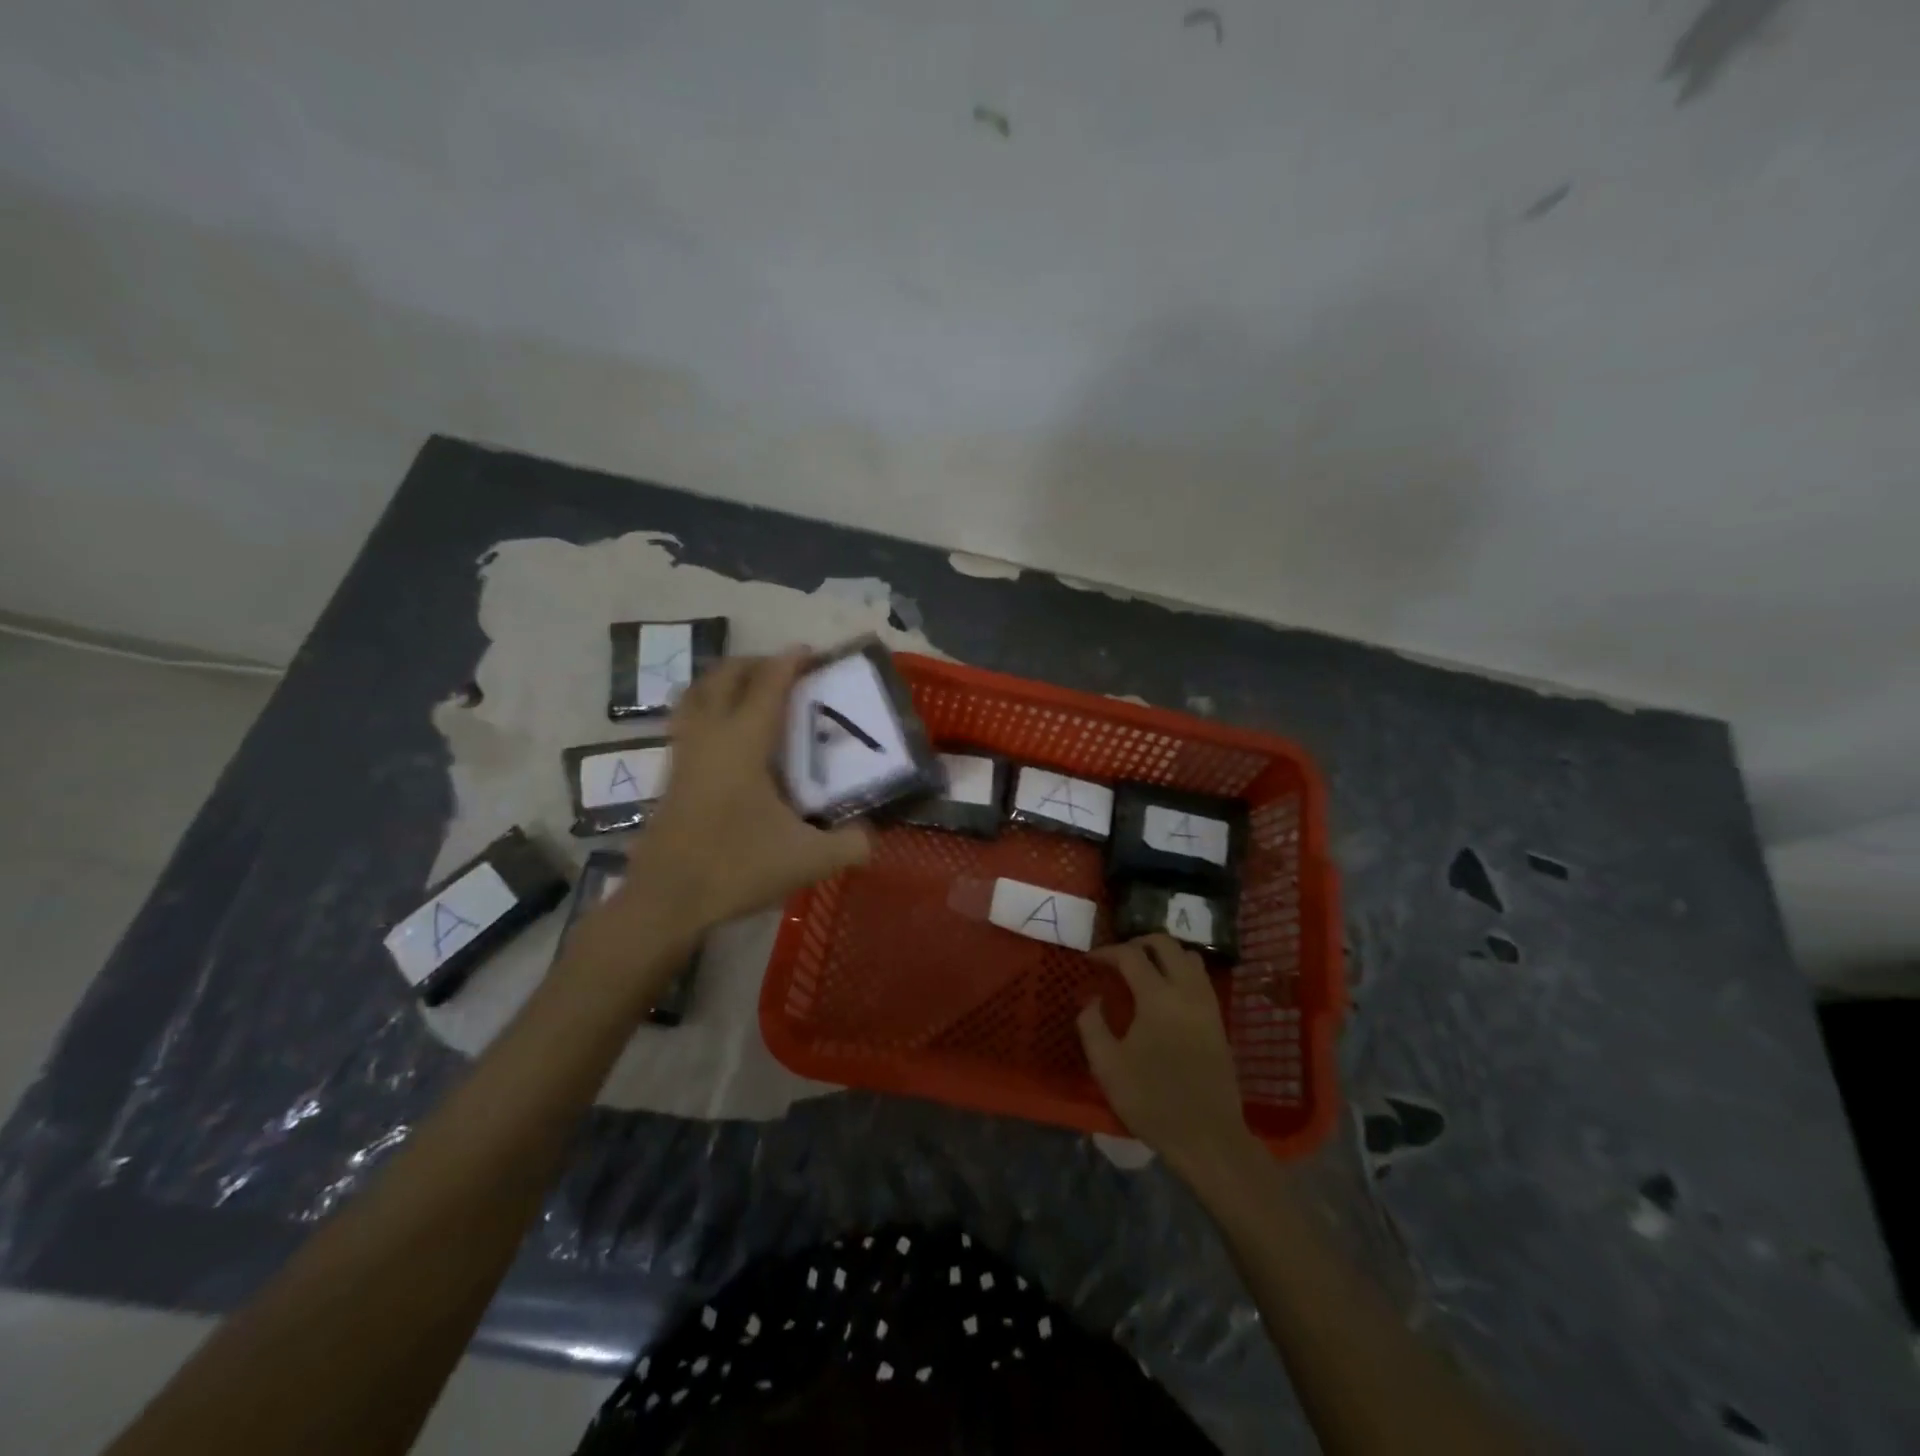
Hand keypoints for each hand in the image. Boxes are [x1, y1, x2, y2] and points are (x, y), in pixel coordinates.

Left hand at [591, 650, 870, 946]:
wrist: (666, 900)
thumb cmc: (736, 867)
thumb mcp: (808, 860)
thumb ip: (850, 844)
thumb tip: (873, 835)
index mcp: (744, 742)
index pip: (768, 684)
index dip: (790, 662)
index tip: (811, 651)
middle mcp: (710, 735)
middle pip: (725, 675)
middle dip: (755, 662)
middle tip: (785, 671)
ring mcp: (684, 753)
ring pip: (697, 693)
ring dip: (724, 681)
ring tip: (752, 692)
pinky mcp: (671, 774)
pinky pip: (687, 719)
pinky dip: (708, 708)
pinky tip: (727, 736)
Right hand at [1077, 935, 1256, 1181]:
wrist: (1208, 1137)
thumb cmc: (1152, 1100)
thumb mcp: (1107, 1066)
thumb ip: (1092, 1024)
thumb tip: (1093, 998)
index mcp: (1157, 997)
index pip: (1131, 955)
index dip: (1107, 952)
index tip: (1090, 960)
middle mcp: (1186, 990)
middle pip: (1165, 944)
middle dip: (1137, 943)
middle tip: (1117, 958)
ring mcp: (1207, 1004)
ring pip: (1188, 956)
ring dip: (1163, 954)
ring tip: (1142, 970)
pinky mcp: (1218, 1020)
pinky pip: (1199, 978)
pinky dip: (1180, 971)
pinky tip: (1164, 993)